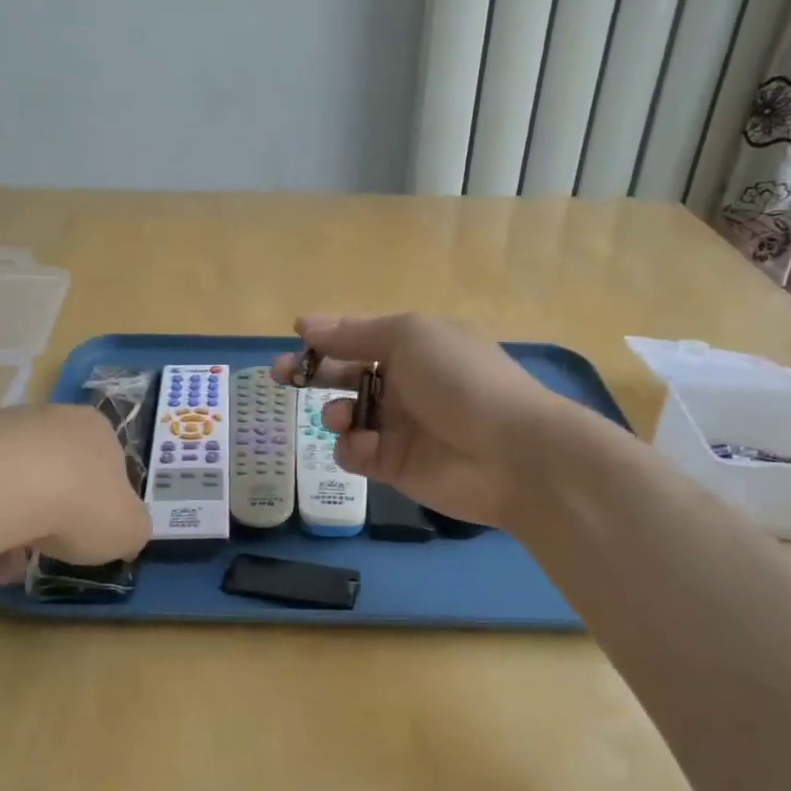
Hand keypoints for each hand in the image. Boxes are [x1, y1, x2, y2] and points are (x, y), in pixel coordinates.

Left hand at [0, 404, 151, 581]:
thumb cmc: (78, 505)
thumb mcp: (129, 530)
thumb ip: (132, 529)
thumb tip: (124, 531)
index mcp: (96, 428)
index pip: (108, 465)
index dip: (100, 505)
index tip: (88, 536)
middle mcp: (50, 417)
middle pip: (57, 473)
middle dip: (52, 516)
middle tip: (45, 552)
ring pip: (13, 483)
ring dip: (12, 525)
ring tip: (3, 565)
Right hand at [272, 313, 570, 528]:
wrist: (510, 453)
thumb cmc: (461, 380)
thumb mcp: (410, 337)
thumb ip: (355, 333)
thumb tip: (306, 324)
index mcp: (414, 346)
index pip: (360, 336)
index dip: (327, 336)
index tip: (295, 336)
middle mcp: (404, 383)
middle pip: (346, 375)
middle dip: (312, 373)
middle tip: (279, 375)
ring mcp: (399, 426)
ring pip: (346, 416)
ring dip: (336, 413)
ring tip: (343, 417)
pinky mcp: (394, 466)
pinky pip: (356, 454)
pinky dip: (354, 448)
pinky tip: (368, 448)